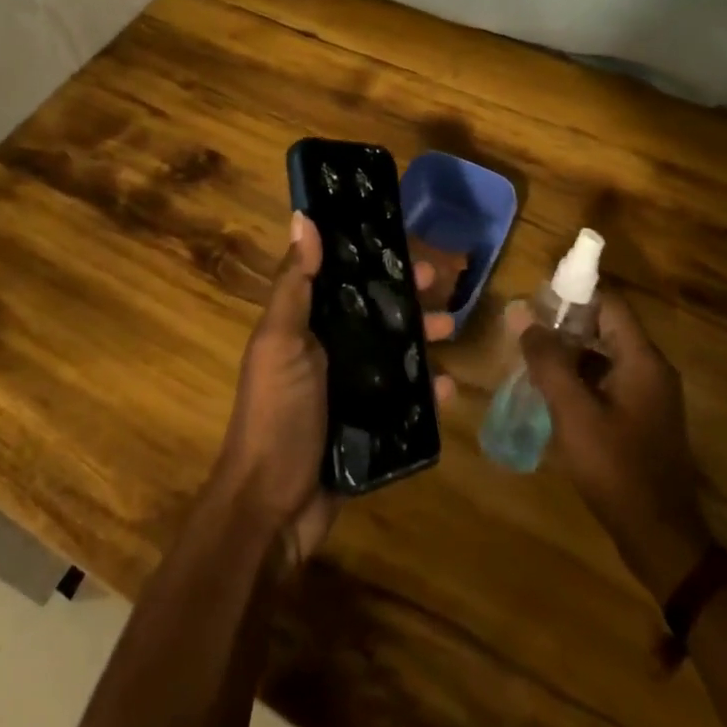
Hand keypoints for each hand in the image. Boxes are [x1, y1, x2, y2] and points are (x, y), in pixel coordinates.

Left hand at [213, 212, 455, 569]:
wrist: (272, 509)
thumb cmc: (275, 414)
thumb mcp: (281, 342)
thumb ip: (295, 284)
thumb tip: (303, 217)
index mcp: (305, 324)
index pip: (341, 276)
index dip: (371, 256)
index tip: (403, 240)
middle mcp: (328, 350)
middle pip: (374, 311)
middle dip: (406, 294)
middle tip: (441, 281)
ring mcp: (349, 389)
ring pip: (395, 350)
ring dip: (424, 336)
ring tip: (454, 327)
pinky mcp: (368, 425)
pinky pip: (404, 400)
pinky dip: (427, 392)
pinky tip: (449, 388)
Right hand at [513, 290, 713, 600]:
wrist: (661, 540)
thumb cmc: (617, 469)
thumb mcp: (574, 412)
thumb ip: (547, 360)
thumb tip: (521, 313)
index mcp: (642, 359)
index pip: (609, 302)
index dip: (574, 293)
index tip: (538, 297)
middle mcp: (652, 368)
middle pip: (607, 326)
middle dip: (566, 324)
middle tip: (528, 331)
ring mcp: (651, 395)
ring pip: (606, 355)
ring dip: (572, 352)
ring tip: (533, 359)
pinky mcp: (644, 418)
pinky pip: (611, 380)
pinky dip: (583, 377)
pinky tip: (555, 394)